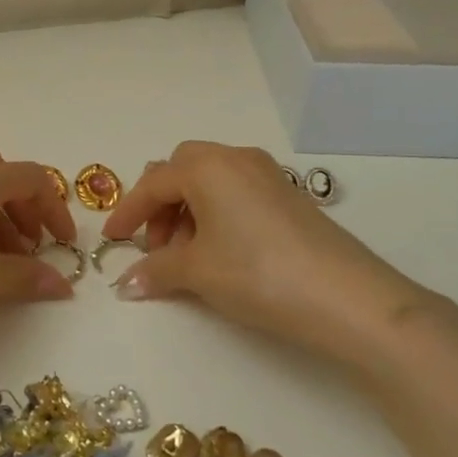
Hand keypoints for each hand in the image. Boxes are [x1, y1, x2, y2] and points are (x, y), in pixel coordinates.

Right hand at [101, 141, 444, 362]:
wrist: (347, 298)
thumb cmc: (258, 274)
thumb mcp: (198, 272)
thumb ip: (156, 270)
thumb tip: (125, 284)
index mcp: (208, 166)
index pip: (154, 183)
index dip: (128, 212)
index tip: (111, 240)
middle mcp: (237, 159)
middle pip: (182, 169)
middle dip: (161, 205)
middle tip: (155, 246)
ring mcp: (268, 175)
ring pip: (211, 181)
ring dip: (189, 212)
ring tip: (187, 257)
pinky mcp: (290, 196)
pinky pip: (237, 193)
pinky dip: (217, 215)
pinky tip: (221, 253)